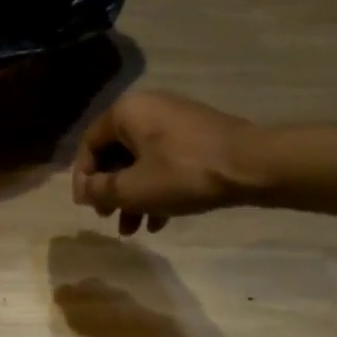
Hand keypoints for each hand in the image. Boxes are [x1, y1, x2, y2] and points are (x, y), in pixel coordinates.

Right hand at [73, 91, 267, 233]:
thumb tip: (82, 191)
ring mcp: (175, 120)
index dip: (83, 179)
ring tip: (134, 228)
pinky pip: (165, 160)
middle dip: (112, 191)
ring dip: (134, 195)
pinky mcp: (197, 135)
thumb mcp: (134, 189)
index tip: (87, 207)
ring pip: (142, 161)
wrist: (253, 165)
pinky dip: (158, 187)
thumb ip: (100, 190)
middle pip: (116, 153)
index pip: (90, 144)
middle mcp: (147, 108)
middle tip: (110, 217)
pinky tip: (161, 219)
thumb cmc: (184, 174)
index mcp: (126, 112)